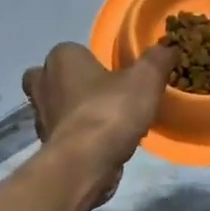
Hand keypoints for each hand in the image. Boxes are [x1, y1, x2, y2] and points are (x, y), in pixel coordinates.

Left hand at [22, 42, 176, 206]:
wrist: (85, 164)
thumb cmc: (111, 111)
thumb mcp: (146, 79)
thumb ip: (157, 59)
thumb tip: (169, 47)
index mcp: (61, 58)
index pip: (74, 50)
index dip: (93, 60)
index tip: (116, 73)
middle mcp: (42, 84)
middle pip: (56, 78)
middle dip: (74, 84)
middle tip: (104, 93)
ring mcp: (40, 117)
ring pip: (58, 107)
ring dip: (77, 112)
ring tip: (110, 120)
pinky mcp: (46, 146)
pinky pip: (65, 133)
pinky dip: (80, 136)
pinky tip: (104, 143)